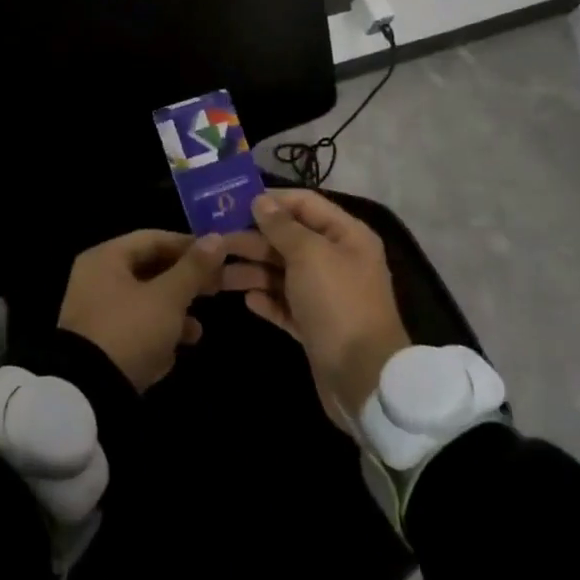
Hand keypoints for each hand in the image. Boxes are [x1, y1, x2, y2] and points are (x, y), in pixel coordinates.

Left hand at [57, 230, 230, 390]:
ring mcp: (96, 313)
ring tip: (198, 331)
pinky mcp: (100, 343)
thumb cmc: (130, 330)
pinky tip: (175, 351)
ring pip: (144, 301)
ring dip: (173, 313)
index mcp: (106, 258)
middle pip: (149, 270)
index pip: (153, 239)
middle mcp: (96, 279)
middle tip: (215, 290)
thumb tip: (216, 238)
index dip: (187, 245)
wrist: (88, 394)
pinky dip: (156, 334)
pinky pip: (134, 327)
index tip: (218, 257)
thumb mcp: (168, 298)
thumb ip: (193, 268)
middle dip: (184, 283)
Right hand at [221, 190, 409, 415]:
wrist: (364, 378)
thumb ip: (282, 226)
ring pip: (282, 273)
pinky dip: (267, 300)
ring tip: (217, 274)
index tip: (233, 203)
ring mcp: (326, 294)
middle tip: (215, 241)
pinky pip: (285, 304)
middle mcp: (337, 259)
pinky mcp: (315, 325)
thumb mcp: (309, 255)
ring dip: (252, 270)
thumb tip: (260, 200)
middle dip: (253, 239)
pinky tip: (247, 300)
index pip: (304, 203)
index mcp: (346, 235)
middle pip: (288, 239)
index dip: (271, 201)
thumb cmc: (337, 303)